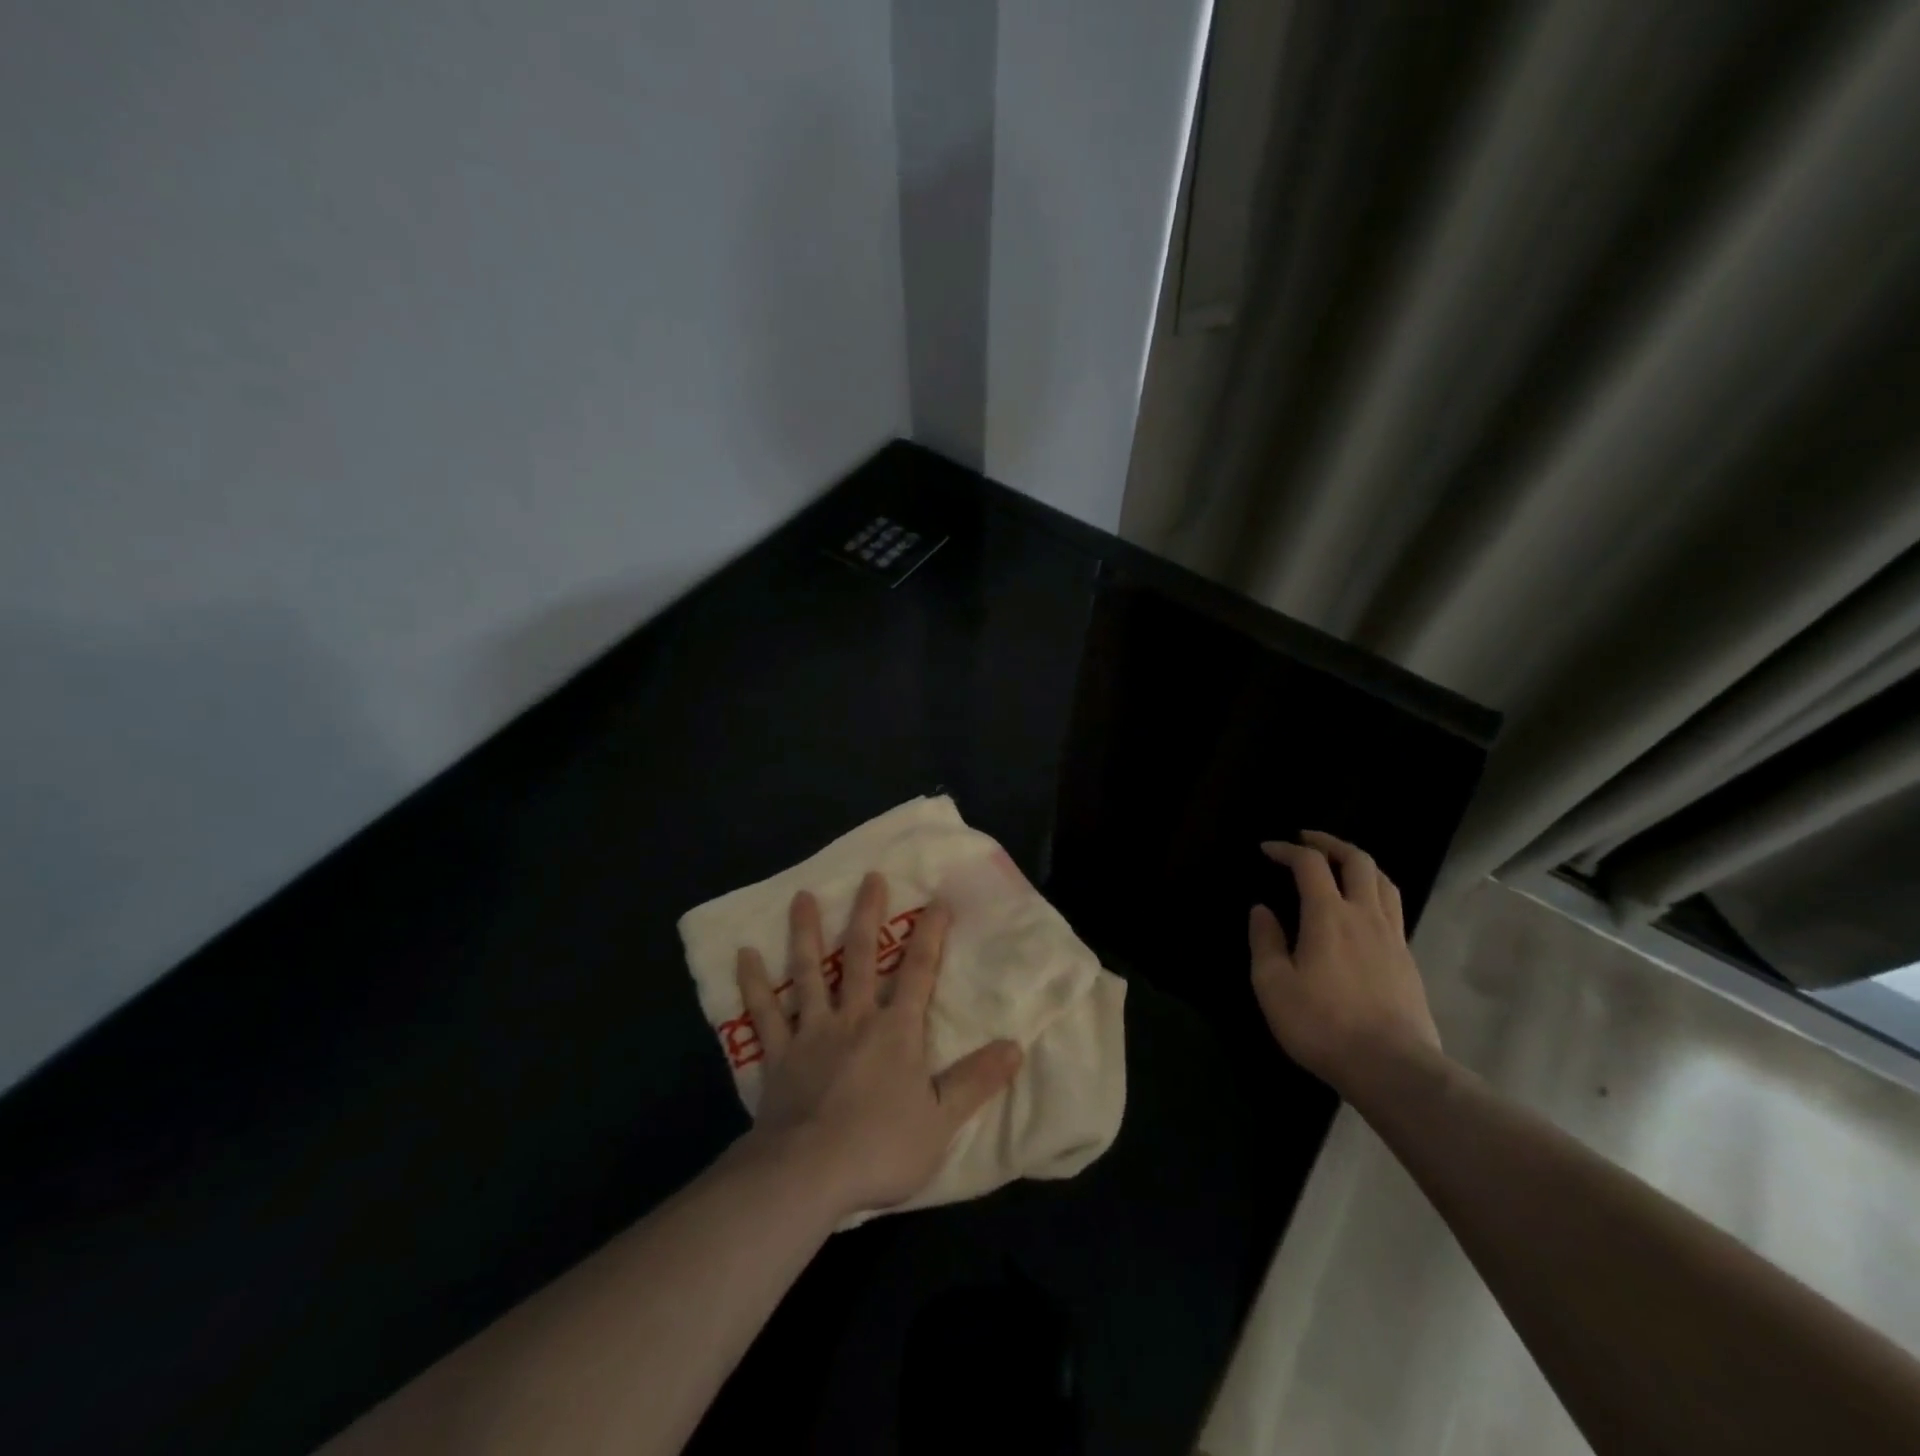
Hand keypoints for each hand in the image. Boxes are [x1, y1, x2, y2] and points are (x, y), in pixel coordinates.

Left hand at [734, 873, 1022, 1220]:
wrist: (808, 1174)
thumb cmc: (880, 1147)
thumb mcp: (942, 1121)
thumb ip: (976, 1081)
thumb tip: (1015, 1046)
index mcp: (896, 1031)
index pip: (919, 972)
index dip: (930, 935)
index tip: (937, 901)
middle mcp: (853, 1018)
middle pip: (862, 957)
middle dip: (868, 915)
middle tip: (870, 877)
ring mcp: (811, 1033)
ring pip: (809, 972)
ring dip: (807, 933)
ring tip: (802, 897)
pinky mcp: (778, 1055)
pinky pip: (763, 1013)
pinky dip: (753, 983)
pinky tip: (744, 955)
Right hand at [1249, 831, 1441, 1094]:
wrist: (1392, 1067)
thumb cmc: (1322, 1024)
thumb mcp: (1273, 985)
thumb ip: (1265, 942)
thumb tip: (1262, 910)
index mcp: (1328, 916)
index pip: (1309, 864)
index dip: (1287, 849)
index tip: (1267, 849)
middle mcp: (1365, 916)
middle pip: (1358, 860)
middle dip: (1330, 842)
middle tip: (1308, 840)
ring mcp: (1393, 937)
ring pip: (1384, 881)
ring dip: (1360, 863)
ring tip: (1340, 866)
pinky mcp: (1408, 960)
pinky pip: (1394, 909)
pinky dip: (1375, 893)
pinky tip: (1362, 910)